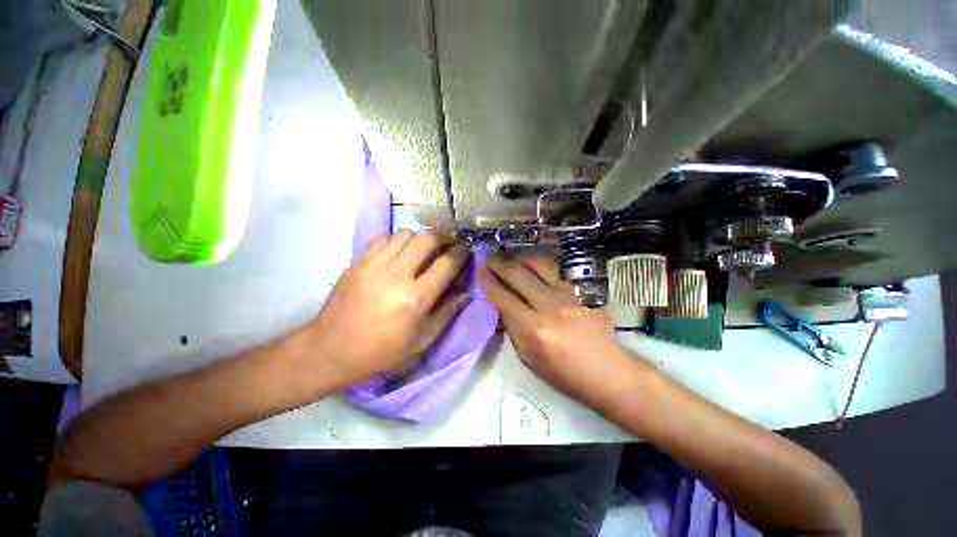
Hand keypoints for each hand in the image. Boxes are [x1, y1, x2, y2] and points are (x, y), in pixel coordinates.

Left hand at [307, 231, 471, 387]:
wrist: (331, 350)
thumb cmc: (382, 352)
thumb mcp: (422, 341)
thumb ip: (447, 312)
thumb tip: (465, 291)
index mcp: (415, 299)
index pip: (446, 264)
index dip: (460, 252)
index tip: (466, 247)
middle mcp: (396, 275)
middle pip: (426, 239)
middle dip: (442, 239)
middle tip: (446, 247)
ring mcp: (374, 265)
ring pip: (405, 234)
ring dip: (419, 239)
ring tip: (422, 252)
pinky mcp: (358, 262)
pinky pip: (384, 239)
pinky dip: (397, 241)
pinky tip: (399, 254)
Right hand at [480, 254, 644, 407]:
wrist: (608, 372)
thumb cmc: (564, 373)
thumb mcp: (528, 358)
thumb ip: (512, 328)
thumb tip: (502, 304)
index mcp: (533, 329)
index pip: (503, 297)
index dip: (488, 281)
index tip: (480, 271)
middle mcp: (550, 306)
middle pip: (518, 274)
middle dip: (499, 264)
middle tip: (490, 258)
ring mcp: (569, 294)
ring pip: (538, 264)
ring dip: (520, 258)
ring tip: (511, 258)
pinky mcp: (582, 289)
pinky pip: (558, 268)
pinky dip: (541, 262)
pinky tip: (534, 263)